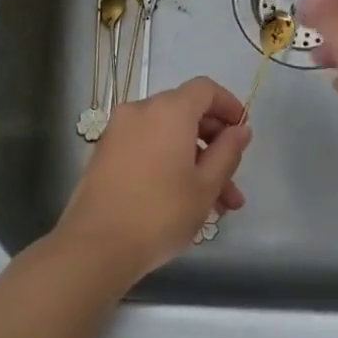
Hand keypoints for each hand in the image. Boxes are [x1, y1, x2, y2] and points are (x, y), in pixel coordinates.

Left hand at [55, 77, 252, 283]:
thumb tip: (240, 130)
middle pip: (187, 113)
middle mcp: (141, 111)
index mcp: (169, 110)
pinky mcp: (105, 154)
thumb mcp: (206, 186)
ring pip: (168, 136)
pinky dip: (168, 163)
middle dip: (214, 146)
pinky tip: (183, 202)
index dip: (228, 106)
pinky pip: (147, 147)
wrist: (94, 247)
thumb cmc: (160, 213)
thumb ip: (228, 152)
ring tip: (216, 207)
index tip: (242, 132)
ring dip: (194, 162)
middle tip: (232, 182)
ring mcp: (119, 132)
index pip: (205, 89)